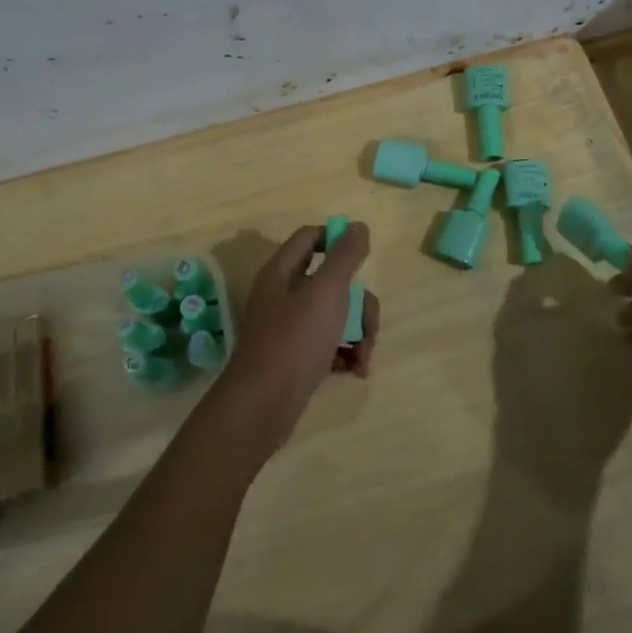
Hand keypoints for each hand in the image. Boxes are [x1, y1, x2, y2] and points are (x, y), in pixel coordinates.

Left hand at [203, 223, 378, 457]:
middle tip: (369, 328)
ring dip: (357, 333)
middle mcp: (282, 295)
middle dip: (359, 304)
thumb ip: (344, 257)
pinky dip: (344, 353)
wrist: (262, 407)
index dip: (337, 240)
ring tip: (363, 359)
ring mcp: (288, 328)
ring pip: (334, 315)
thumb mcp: (325, 293)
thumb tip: (358, 226)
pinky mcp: (295, 357)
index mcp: (282, 272)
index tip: (363, 259)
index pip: (310, 238)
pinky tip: (353, 371)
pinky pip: (328, 343)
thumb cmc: (294, 342)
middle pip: (331, 281)